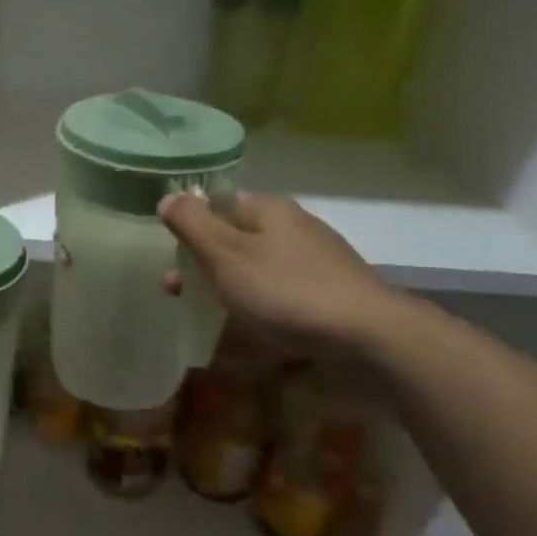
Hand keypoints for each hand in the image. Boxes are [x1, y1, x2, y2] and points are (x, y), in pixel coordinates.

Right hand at [159, 191, 402, 363]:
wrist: (368, 338)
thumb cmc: (286, 291)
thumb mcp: (226, 254)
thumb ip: (192, 224)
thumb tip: (168, 197)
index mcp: (269, 210)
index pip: (219, 203)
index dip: (191, 225)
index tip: (170, 254)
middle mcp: (295, 227)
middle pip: (237, 236)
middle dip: (204, 261)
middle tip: (178, 291)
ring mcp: (316, 262)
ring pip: (258, 267)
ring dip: (229, 286)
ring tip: (207, 314)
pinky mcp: (329, 294)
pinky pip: (280, 293)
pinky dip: (258, 306)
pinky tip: (251, 328)